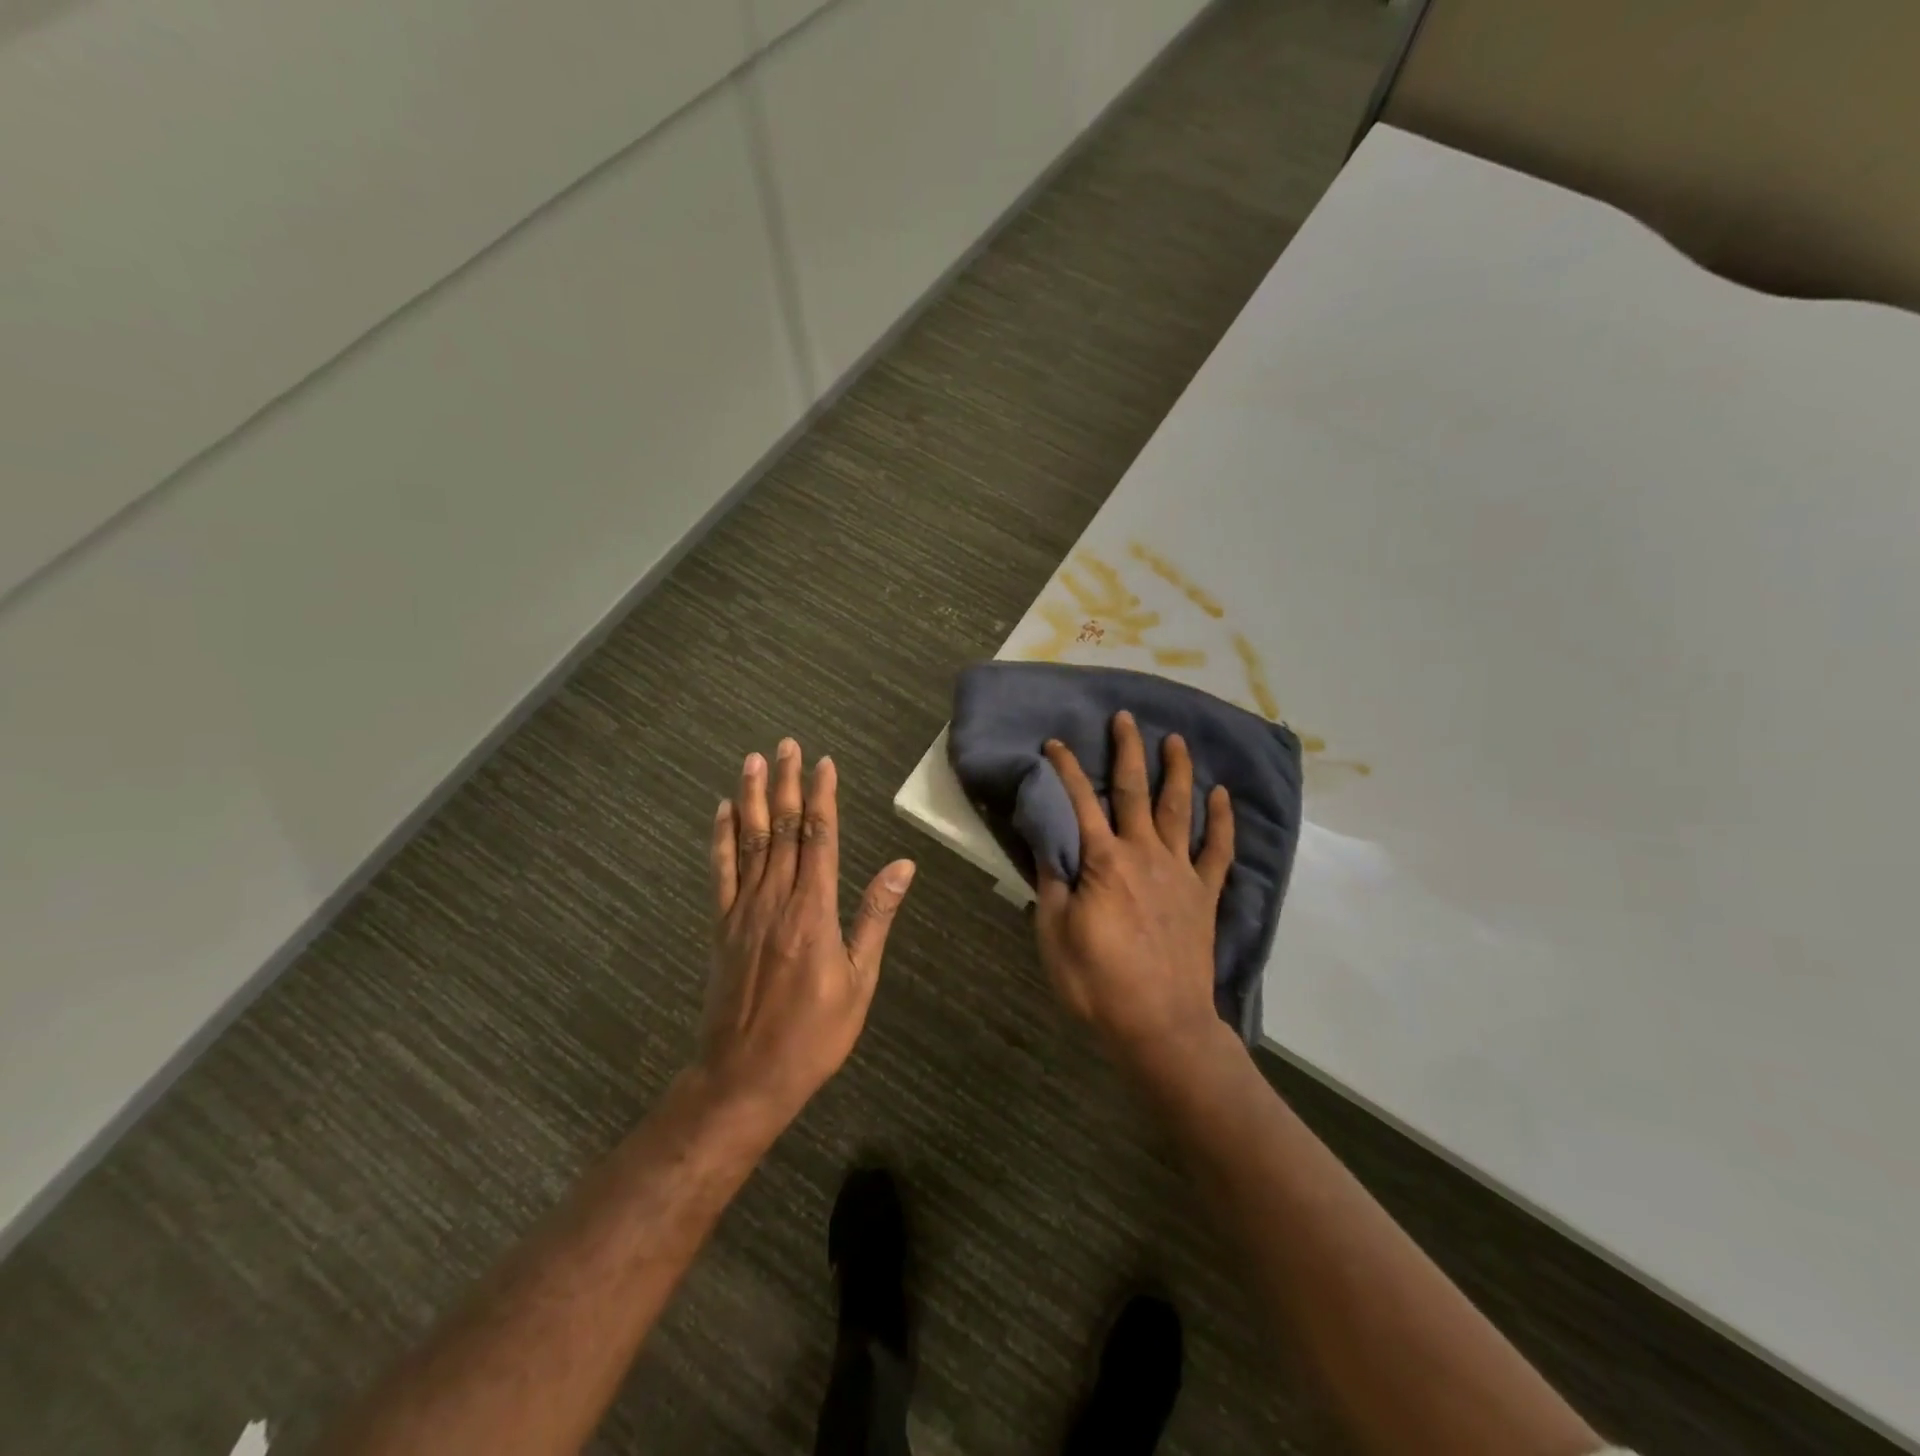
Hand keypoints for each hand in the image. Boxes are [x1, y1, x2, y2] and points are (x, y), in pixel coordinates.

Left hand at [703, 739, 915, 1122]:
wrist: (744, 1077)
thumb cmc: (813, 1034)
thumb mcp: (859, 981)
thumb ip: (875, 917)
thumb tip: (902, 866)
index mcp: (813, 911)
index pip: (820, 838)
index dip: (822, 797)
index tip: (824, 763)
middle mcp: (776, 900)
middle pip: (784, 829)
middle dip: (788, 784)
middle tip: (786, 745)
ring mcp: (743, 910)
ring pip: (751, 841)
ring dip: (753, 798)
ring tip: (754, 761)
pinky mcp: (722, 925)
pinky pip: (721, 872)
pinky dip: (722, 838)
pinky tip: (723, 812)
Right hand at [1034, 711, 1233, 1068]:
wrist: (1161, 1025)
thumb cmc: (1098, 983)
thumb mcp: (1055, 936)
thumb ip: (1053, 884)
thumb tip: (1046, 842)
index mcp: (1103, 862)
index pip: (1079, 803)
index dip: (1065, 769)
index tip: (1056, 743)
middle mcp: (1143, 854)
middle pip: (1134, 791)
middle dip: (1128, 751)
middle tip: (1126, 718)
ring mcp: (1180, 872)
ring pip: (1179, 809)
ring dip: (1177, 771)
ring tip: (1176, 741)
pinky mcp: (1204, 894)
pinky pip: (1217, 850)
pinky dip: (1222, 821)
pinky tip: (1222, 796)